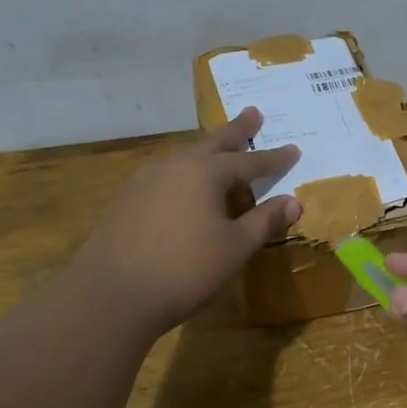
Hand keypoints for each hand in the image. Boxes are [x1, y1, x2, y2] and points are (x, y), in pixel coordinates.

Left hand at [73, 108, 300, 337]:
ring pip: (185, 157)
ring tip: (220, 148)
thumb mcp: (235, 247)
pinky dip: (185, 172)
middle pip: (212, 143)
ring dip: (207, 150)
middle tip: (253, 113)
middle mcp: (174, 166)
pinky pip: (166, 175)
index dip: (273, 159)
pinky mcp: (127, 200)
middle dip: (236, 130)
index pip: (248, 161)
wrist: (112, 295)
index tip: (294, 149)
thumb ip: (264, 221)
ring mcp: (145, 181)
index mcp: (204, 172)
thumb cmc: (185, 270)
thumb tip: (294, 202)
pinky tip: (184, 184)